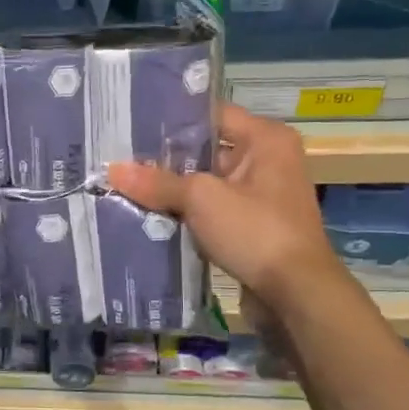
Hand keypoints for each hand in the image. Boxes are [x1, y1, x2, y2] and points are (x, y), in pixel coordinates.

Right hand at [107, 103, 337, 323]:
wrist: (296, 295)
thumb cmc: (255, 230)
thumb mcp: (201, 199)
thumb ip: (158, 182)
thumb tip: (113, 170)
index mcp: (266, 139)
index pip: (212, 114)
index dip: (173, 120)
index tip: (133, 124)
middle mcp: (268, 161)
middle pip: (207, 150)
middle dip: (166, 159)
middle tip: (121, 157)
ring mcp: (262, 196)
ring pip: (207, 184)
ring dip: (174, 190)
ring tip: (127, 186)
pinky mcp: (253, 227)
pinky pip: (212, 211)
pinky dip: (187, 214)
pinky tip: (150, 216)